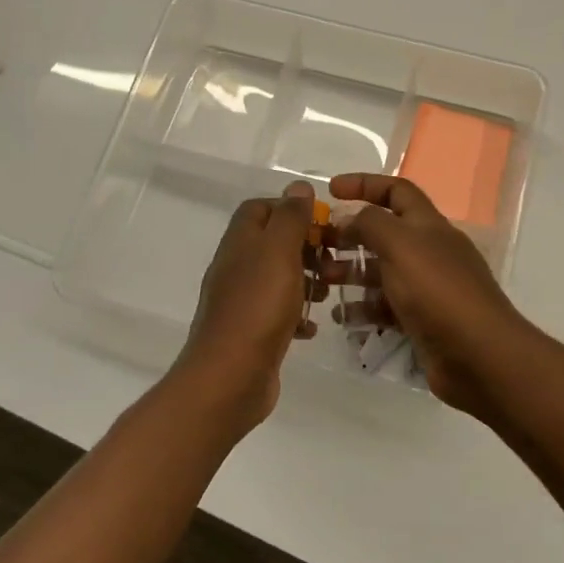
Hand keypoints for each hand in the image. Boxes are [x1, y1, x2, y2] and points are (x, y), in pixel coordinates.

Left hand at [175, 180, 322, 426]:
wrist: (230, 376)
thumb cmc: (258, 306)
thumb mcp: (279, 252)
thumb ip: (290, 217)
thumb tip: (297, 186)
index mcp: (240, 242)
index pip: (260, 209)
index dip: (290, 209)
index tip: (321, 223)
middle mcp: (237, 267)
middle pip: (273, 243)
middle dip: (306, 248)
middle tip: (333, 261)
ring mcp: (242, 301)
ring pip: (279, 278)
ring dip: (306, 281)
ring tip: (328, 293)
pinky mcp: (251, 332)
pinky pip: (278, 314)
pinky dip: (297, 316)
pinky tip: (311, 327)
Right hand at [323, 173, 538, 417]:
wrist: (478, 354)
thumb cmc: (437, 290)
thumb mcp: (401, 245)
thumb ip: (371, 223)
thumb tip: (348, 217)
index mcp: (428, 225)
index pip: (396, 191)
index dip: (364, 184)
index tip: (331, 190)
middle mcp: (428, 251)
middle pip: (384, 233)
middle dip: (350, 235)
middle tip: (317, 245)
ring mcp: (426, 288)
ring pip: (382, 272)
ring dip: (351, 273)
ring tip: (322, 282)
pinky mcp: (421, 321)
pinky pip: (386, 307)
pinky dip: (363, 308)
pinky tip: (342, 317)